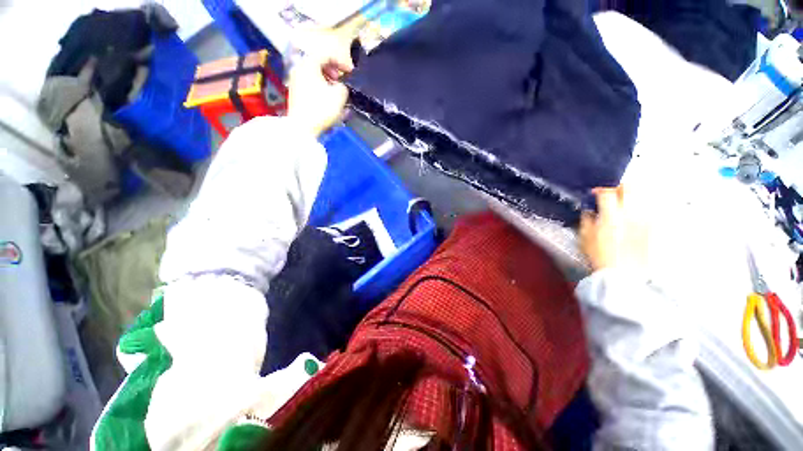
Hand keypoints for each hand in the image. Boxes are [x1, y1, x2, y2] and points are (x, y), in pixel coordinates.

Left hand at [288, 28, 354, 136]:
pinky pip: (310, 84)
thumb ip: (343, 86)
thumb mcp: (339, 95)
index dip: (341, 61)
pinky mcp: (295, 94)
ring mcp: (295, 81)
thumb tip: (341, 86)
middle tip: (342, 81)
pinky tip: (327, 99)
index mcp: (309, 64)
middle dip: (333, 71)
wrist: (302, 127)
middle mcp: (299, 68)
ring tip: (336, 92)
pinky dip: (320, 87)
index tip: (351, 72)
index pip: (326, 54)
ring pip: (314, 75)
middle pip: (318, 63)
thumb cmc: (321, 108)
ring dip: (327, 81)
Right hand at [579, 185, 648, 271]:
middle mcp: (630, 215)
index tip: (594, 193)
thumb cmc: (600, 256)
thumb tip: (589, 211)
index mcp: (610, 216)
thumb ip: (586, 220)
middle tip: (613, 193)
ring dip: (632, 196)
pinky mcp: (652, 228)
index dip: (599, 190)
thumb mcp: (585, 238)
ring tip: (624, 202)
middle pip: (630, 188)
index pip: (607, 193)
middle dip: (620, 187)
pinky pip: (650, 210)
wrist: (623, 274)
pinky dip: (642, 207)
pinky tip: (634, 214)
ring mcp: (644, 220)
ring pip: (643, 196)